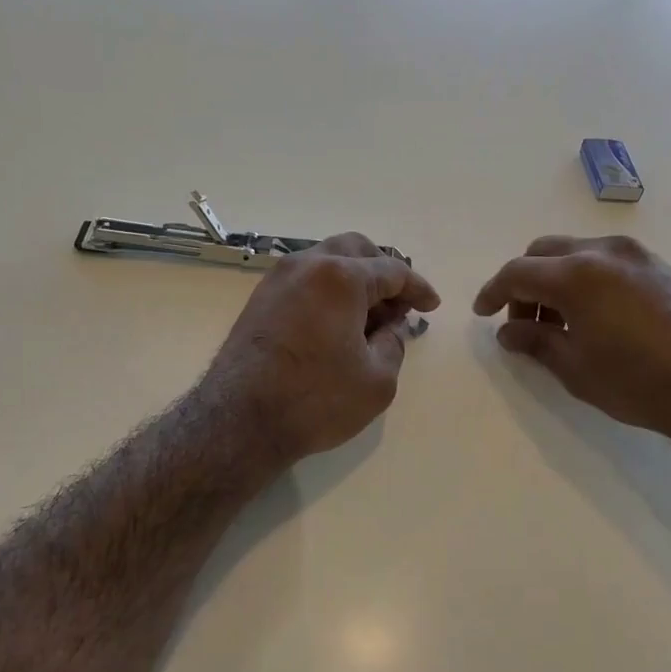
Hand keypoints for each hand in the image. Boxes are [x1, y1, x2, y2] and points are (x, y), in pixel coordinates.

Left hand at [205, 233, 440, 466]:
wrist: (239, 421)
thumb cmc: (315, 400)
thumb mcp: (377, 380)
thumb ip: (394, 344)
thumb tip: (390, 326)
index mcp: (341, 277)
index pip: (392, 271)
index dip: (418, 288)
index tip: (431, 306)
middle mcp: (307, 265)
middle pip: (356, 250)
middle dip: (384, 271)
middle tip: (399, 304)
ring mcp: (278, 279)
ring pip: (326, 260)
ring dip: (354, 278)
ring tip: (369, 316)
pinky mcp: (260, 299)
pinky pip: (305, 279)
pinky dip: (328, 289)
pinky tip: (337, 322)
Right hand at [472, 235, 670, 460]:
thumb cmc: (641, 384)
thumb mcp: (577, 369)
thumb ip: (535, 342)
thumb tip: (508, 331)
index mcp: (576, 275)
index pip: (518, 272)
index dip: (493, 292)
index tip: (483, 313)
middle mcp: (604, 252)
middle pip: (544, 252)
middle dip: (524, 283)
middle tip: (522, 321)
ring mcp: (637, 255)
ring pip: (576, 252)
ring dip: (555, 279)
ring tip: (558, 322)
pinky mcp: (660, 266)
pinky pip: (606, 260)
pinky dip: (585, 278)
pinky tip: (594, 316)